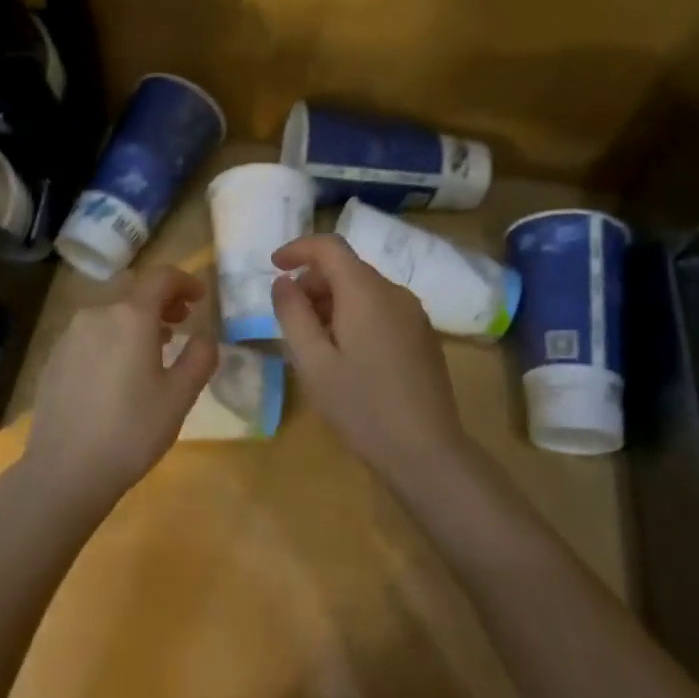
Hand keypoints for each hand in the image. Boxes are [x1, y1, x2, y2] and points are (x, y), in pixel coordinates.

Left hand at [21, 266, 217, 509]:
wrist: (65, 470)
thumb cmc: (131, 431)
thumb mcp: (179, 397)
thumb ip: (199, 358)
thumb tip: (204, 337)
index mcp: (130, 317)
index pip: (161, 278)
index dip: (185, 281)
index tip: (199, 298)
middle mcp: (96, 315)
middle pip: (133, 292)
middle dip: (161, 301)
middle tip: (182, 322)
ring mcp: (69, 336)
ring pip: (110, 314)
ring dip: (136, 320)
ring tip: (154, 347)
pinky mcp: (54, 358)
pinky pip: (90, 335)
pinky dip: (112, 338)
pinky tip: (119, 371)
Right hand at [271, 233, 469, 478]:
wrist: (426, 450)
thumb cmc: (360, 405)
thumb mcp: (312, 361)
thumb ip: (293, 314)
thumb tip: (284, 282)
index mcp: (366, 292)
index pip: (330, 247)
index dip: (298, 248)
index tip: (273, 265)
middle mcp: (395, 293)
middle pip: (348, 268)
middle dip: (313, 281)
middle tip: (289, 315)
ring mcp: (414, 315)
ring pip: (365, 290)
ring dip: (332, 301)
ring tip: (313, 340)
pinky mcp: (423, 336)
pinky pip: (382, 309)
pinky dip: (355, 315)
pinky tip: (345, 354)